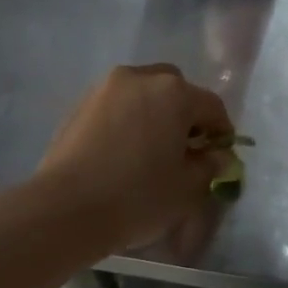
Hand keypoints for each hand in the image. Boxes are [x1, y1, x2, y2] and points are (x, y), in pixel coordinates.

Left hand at [37, 64, 233, 253]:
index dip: (221, 132)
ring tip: (150, 150)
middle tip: (183, 148)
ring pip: (142, 94)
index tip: (218, 156)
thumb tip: (218, 155)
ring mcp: (105, 88)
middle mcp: (140, 78)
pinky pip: (116, 106)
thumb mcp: (188, 187)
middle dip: (185, 114)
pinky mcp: (79, 104)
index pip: (212, 106)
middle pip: (175, 89)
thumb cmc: (137, 196)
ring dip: (154, 114)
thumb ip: (210, 165)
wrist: (65, 209)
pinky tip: (122, 152)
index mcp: (174, 92)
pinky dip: (127, 120)